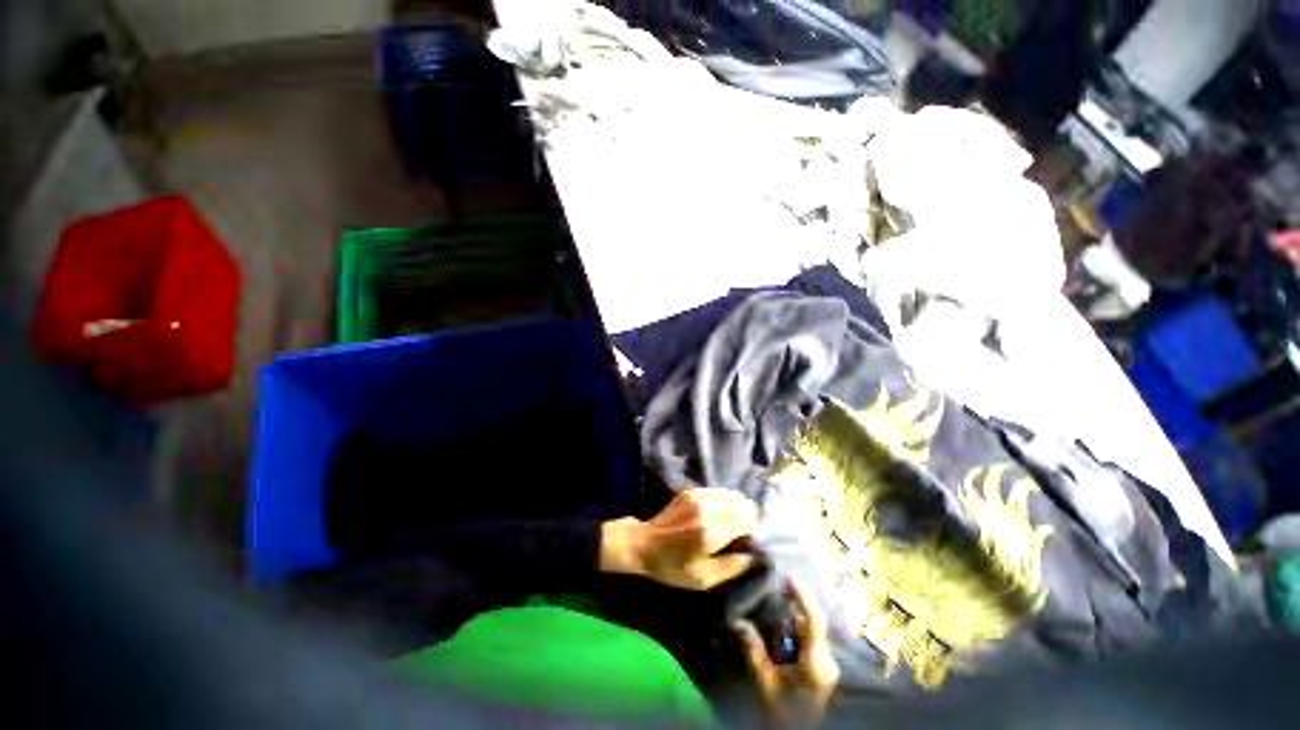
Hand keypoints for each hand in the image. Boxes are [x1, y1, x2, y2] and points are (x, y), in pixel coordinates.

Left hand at [599, 488, 758, 589]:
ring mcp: (698, 496)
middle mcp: (707, 508)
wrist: (644, 544)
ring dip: (738, 508)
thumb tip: (754, 556)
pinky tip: (721, 513)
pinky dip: (726, 501)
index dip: (754, 530)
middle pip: (743, 504)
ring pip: (733, 495)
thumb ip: (732, 567)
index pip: (748, 520)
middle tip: (744, 534)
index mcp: (711, 531)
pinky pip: (719, 491)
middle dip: (749, 518)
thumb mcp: (703, 578)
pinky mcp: (691, 491)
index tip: (751, 542)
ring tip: (734, 524)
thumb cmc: (672, 567)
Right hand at [733, 581, 839, 727]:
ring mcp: (828, 667)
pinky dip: (796, 631)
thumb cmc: (783, 713)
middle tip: (774, 588)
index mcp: (817, 661)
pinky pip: (811, 642)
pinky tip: (780, 630)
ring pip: (812, 632)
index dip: (802, 595)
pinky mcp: (823, 672)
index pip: (814, 619)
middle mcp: (828, 660)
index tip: (787, 576)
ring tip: (774, 605)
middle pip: (813, 622)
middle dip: (794, 604)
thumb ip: (754, 651)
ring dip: (794, 618)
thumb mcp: (766, 683)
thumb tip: (738, 621)